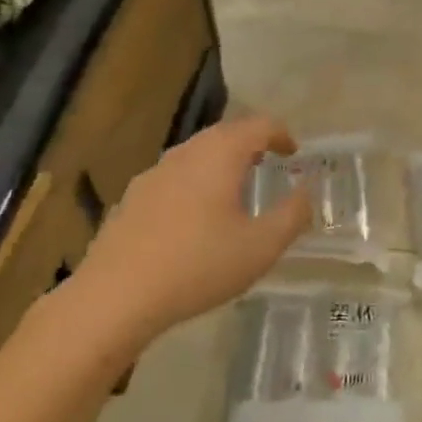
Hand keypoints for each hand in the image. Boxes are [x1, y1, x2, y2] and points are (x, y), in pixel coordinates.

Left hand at [60, 116, 311, 355]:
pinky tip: (194, 219)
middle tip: (268, 165)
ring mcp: (154, 173)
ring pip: (197, 155)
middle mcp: (187, 152)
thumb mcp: (261, 247)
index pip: (259, 125)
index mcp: (221, 154)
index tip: (294, 152)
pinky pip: (174, 178)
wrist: (115, 296)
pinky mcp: (132, 198)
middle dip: (251, 145)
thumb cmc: (198, 265)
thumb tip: (306, 191)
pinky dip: (195, 184)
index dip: (282, 134)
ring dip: (221, 164)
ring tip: (234, 191)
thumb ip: (292, 215)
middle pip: (225, 134)